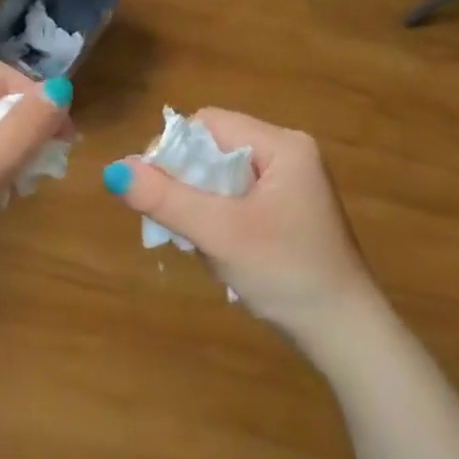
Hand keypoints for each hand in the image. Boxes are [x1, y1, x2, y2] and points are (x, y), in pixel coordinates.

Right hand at [104, 110, 379, 346]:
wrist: (344, 334)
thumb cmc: (286, 274)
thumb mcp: (220, 234)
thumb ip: (166, 199)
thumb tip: (114, 170)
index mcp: (282, 145)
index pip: (209, 124)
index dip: (174, 150)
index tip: (154, 190)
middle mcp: (287, 154)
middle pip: (214, 149)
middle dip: (187, 184)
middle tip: (177, 224)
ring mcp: (289, 183)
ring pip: (220, 176)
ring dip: (200, 206)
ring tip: (203, 244)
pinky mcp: (285, 210)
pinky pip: (235, 197)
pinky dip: (217, 218)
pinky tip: (221, 250)